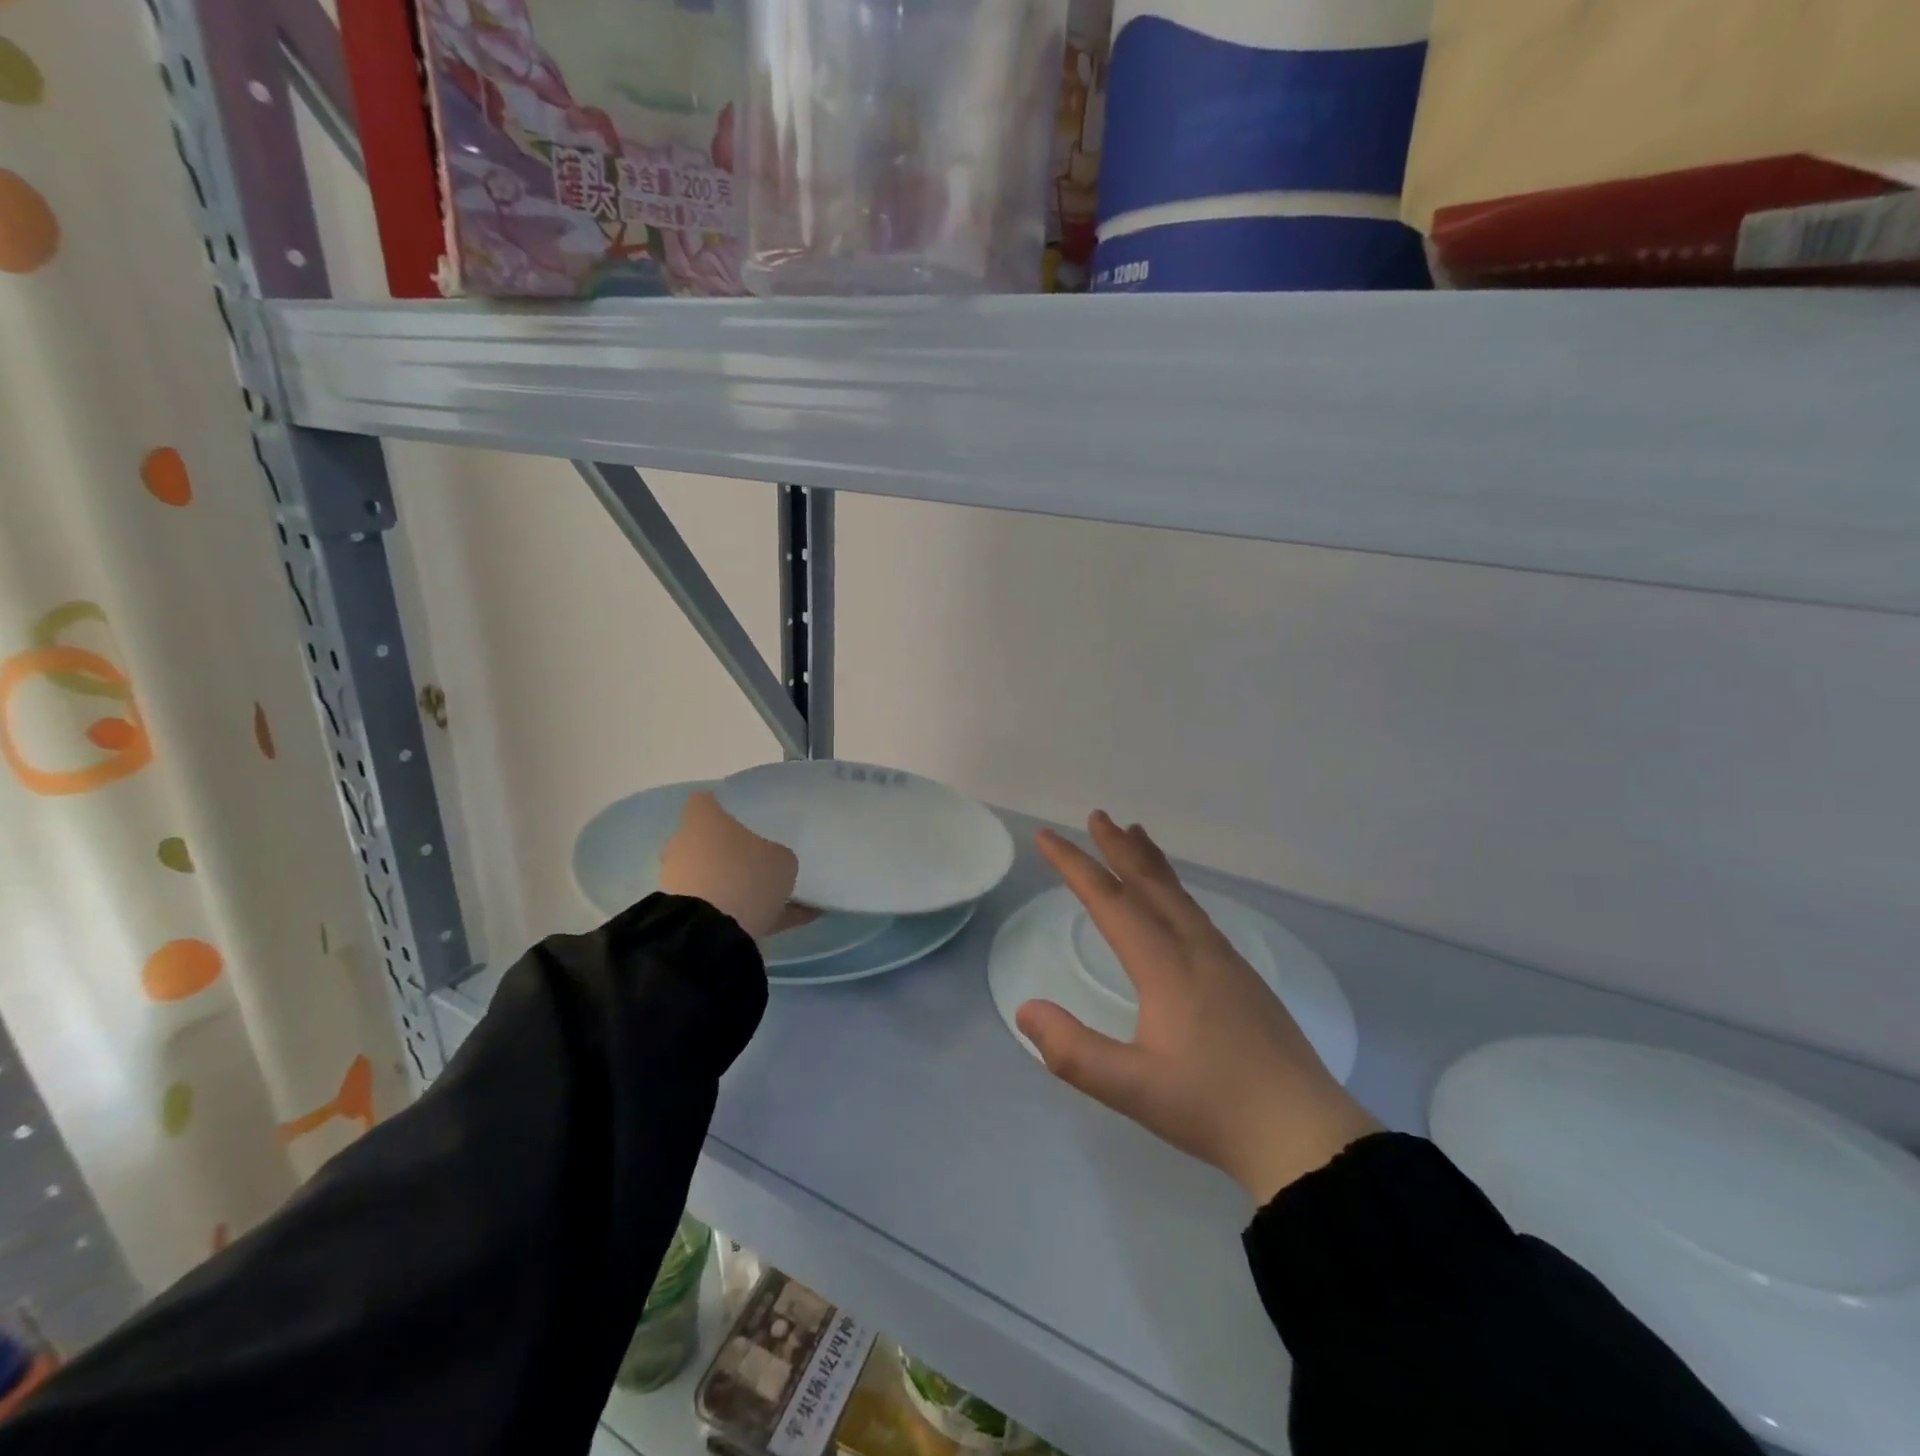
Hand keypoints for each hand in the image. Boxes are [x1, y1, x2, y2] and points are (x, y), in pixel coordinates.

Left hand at [658, 790, 800, 940]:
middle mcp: (683, 846)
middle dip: (729, 851)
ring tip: (777, 900)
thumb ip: (776, 856)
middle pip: (706, 842)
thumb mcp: (781, 860)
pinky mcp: (682, 916)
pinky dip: (745, 915)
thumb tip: (771, 862)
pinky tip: (782, 923)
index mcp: (703, 821)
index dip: (722, 806)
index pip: (705, 801)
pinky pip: (719, 909)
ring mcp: (679, 881)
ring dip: (735, 886)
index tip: (744, 816)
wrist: (707, 934)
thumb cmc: (744, 876)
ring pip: (713, 877)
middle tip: (760, 860)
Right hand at [1017, 813, 1381, 1204]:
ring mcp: (1225, 960)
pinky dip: (1174, 888)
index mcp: (1165, 965)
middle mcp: (1195, 949)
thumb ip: (1073, 1051)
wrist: (1303, 1132)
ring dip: (1150, 862)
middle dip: (1118, 848)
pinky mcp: (1243, 977)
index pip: (1110, 900)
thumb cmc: (1212, 1107)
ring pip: (1179, 895)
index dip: (1074, 865)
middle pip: (1150, 883)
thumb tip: (1025, 1009)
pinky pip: (1196, 912)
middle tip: (1097, 816)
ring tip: (1135, 836)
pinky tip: (1175, 903)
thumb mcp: (1131, 1088)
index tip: (1047, 836)